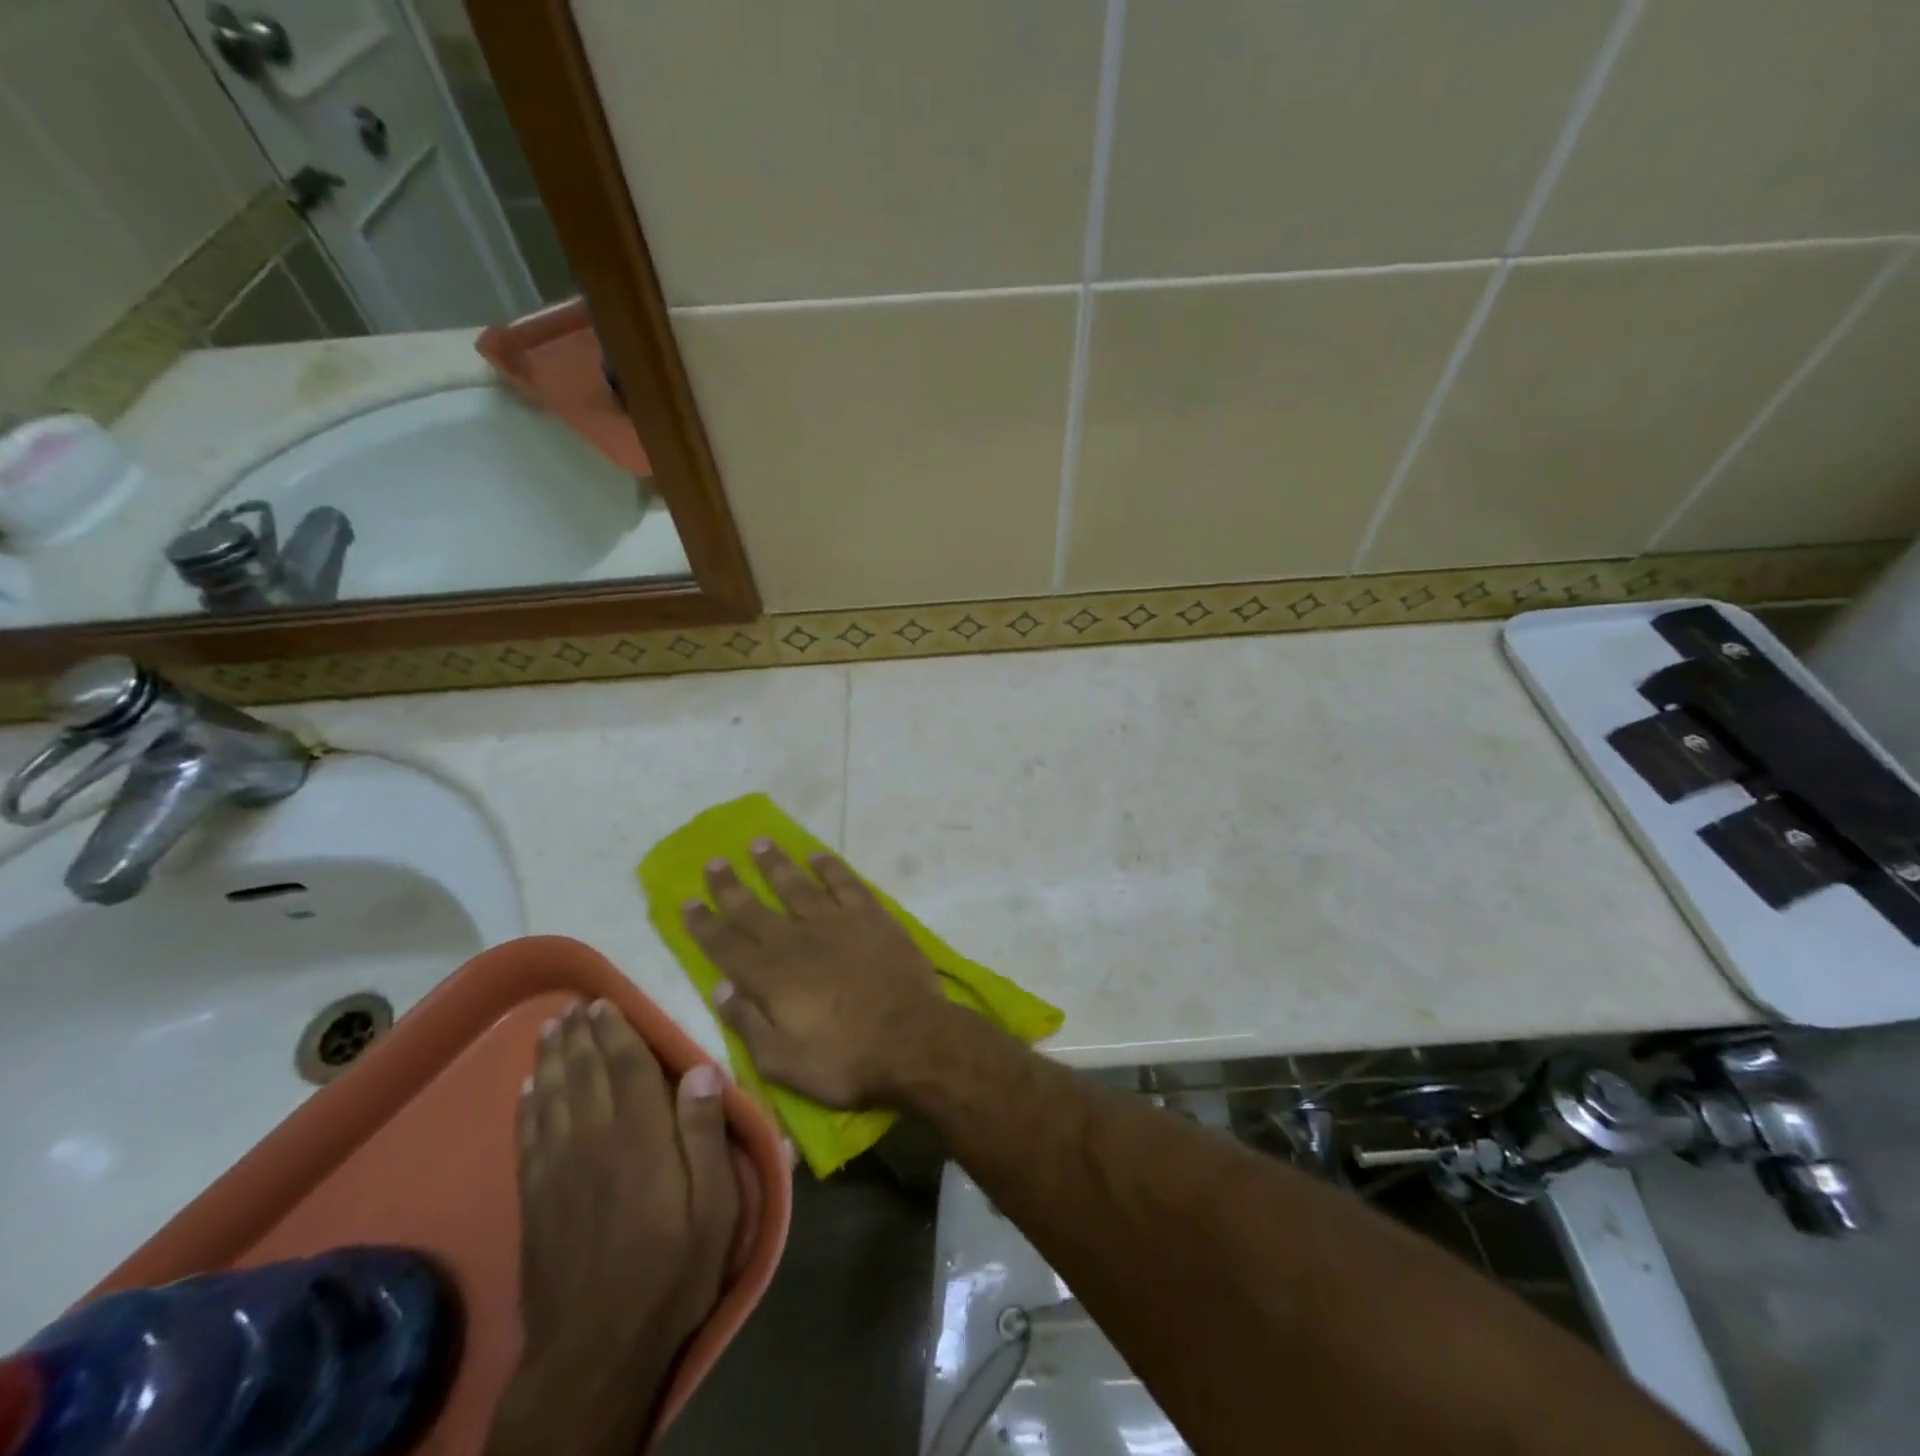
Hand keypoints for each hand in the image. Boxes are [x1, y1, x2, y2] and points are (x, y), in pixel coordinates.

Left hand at [487, 1000, 737, 1455]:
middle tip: (574, 1006)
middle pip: (584, 1074)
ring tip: (550, 1030)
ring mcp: (558, 1170)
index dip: (616, 1031)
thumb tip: (701, 1069)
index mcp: (641, 1136)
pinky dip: (526, 1107)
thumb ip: (706, 1135)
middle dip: (579, 1036)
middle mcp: (594, 1139)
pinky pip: (527, 1137)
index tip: (605, 1003)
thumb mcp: (715, 1208)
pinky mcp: (534, 1200)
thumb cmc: (672, 1272)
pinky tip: (526, 1090)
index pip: (627, 1067)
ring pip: (551, 1097)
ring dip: (550, 1060)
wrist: (596, 1351)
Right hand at [682, 841, 954, 1107]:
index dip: (704, 922)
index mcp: (770, 977)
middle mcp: (796, 940)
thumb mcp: (781, 1061)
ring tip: (758, 842)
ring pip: (797, 885)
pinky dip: (830, 866)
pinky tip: (817, 855)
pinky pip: (845, 883)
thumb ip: (747, 1022)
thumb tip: (719, 988)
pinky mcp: (871, 916)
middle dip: (730, 885)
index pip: (726, 944)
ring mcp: (835, 923)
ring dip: (775, 864)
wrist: (911, 1039)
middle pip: (754, 908)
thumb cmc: (844, 1060)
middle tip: (713, 861)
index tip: (686, 899)